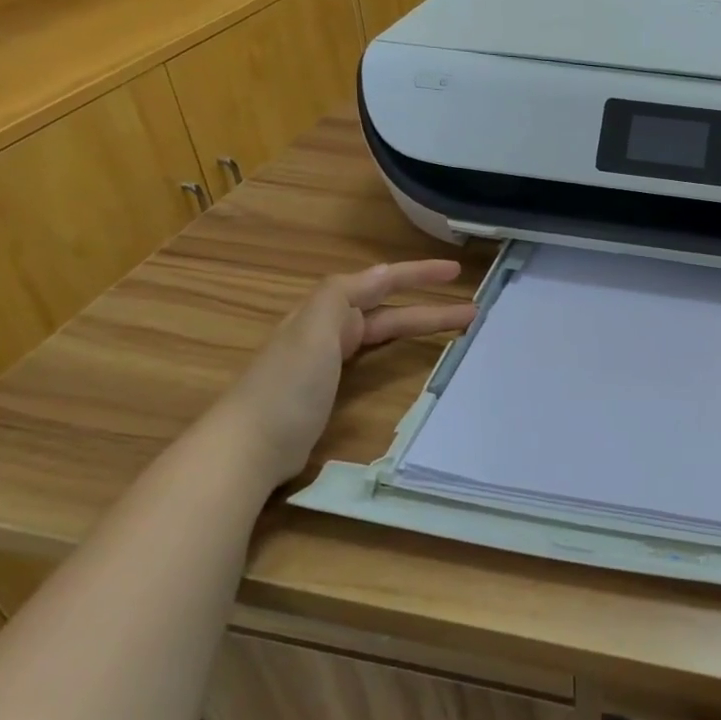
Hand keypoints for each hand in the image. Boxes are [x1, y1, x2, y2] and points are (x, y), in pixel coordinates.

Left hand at [208, 261, 476, 488]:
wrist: (248, 448)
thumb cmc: (286, 387)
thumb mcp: (312, 330)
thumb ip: (342, 295)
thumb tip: (380, 272)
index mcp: (326, 311)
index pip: (380, 283)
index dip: (418, 274)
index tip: (456, 271)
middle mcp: (328, 330)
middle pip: (388, 311)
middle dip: (429, 307)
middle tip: (472, 309)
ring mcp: (327, 362)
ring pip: (383, 333)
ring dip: (418, 328)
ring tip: (455, 332)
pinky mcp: (329, 391)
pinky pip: (374, 358)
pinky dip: (397, 351)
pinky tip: (408, 358)